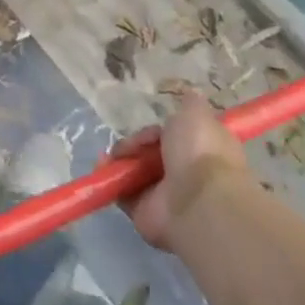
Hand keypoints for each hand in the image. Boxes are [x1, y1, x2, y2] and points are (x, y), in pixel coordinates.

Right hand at [114, 96, 248, 250]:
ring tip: (112, 155)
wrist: (196, 199)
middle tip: (132, 142)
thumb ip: (190, 103)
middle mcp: (183, 172)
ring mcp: (163, 194)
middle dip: (137, 143)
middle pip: (151, 151)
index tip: (154, 126)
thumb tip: (190, 93)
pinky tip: (103, 166)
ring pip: (134, 170)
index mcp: (201, 150)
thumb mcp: (196, 113)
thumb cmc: (200, 151)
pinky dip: (110, 179)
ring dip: (120, 159)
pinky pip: (122, 191)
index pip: (176, 136)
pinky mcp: (143, 211)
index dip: (162, 129)